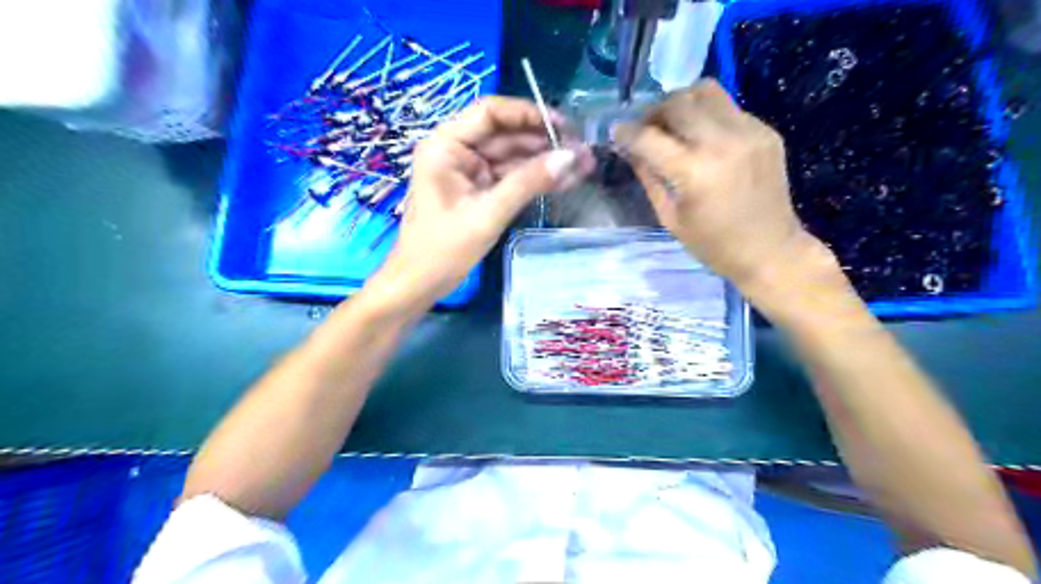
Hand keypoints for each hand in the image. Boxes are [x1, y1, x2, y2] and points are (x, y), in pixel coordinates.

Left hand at [374, 96, 588, 304]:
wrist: (420, 283)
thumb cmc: (444, 249)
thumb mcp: (488, 213)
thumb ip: (528, 182)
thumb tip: (570, 157)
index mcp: (445, 145)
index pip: (490, 113)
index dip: (528, 114)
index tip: (563, 126)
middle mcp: (457, 151)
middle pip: (505, 134)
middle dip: (544, 142)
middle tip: (582, 151)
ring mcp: (469, 171)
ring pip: (512, 156)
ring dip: (545, 162)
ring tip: (583, 166)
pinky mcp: (479, 191)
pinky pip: (510, 177)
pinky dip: (534, 180)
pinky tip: (564, 181)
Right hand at [617, 79, 831, 294]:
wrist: (770, 250)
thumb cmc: (713, 244)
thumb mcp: (670, 218)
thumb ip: (649, 178)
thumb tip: (631, 150)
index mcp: (694, 172)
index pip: (649, 137)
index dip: (626, 132)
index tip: (616, 132)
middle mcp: (722, 142)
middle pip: (677, 101)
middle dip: (654, 112)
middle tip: (648, 129)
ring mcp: (749, 131)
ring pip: (705, 90)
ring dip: (683, 103)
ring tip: (676, 125)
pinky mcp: (765, 131)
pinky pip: (728, 107)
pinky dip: (708, 116)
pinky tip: (706, 140)